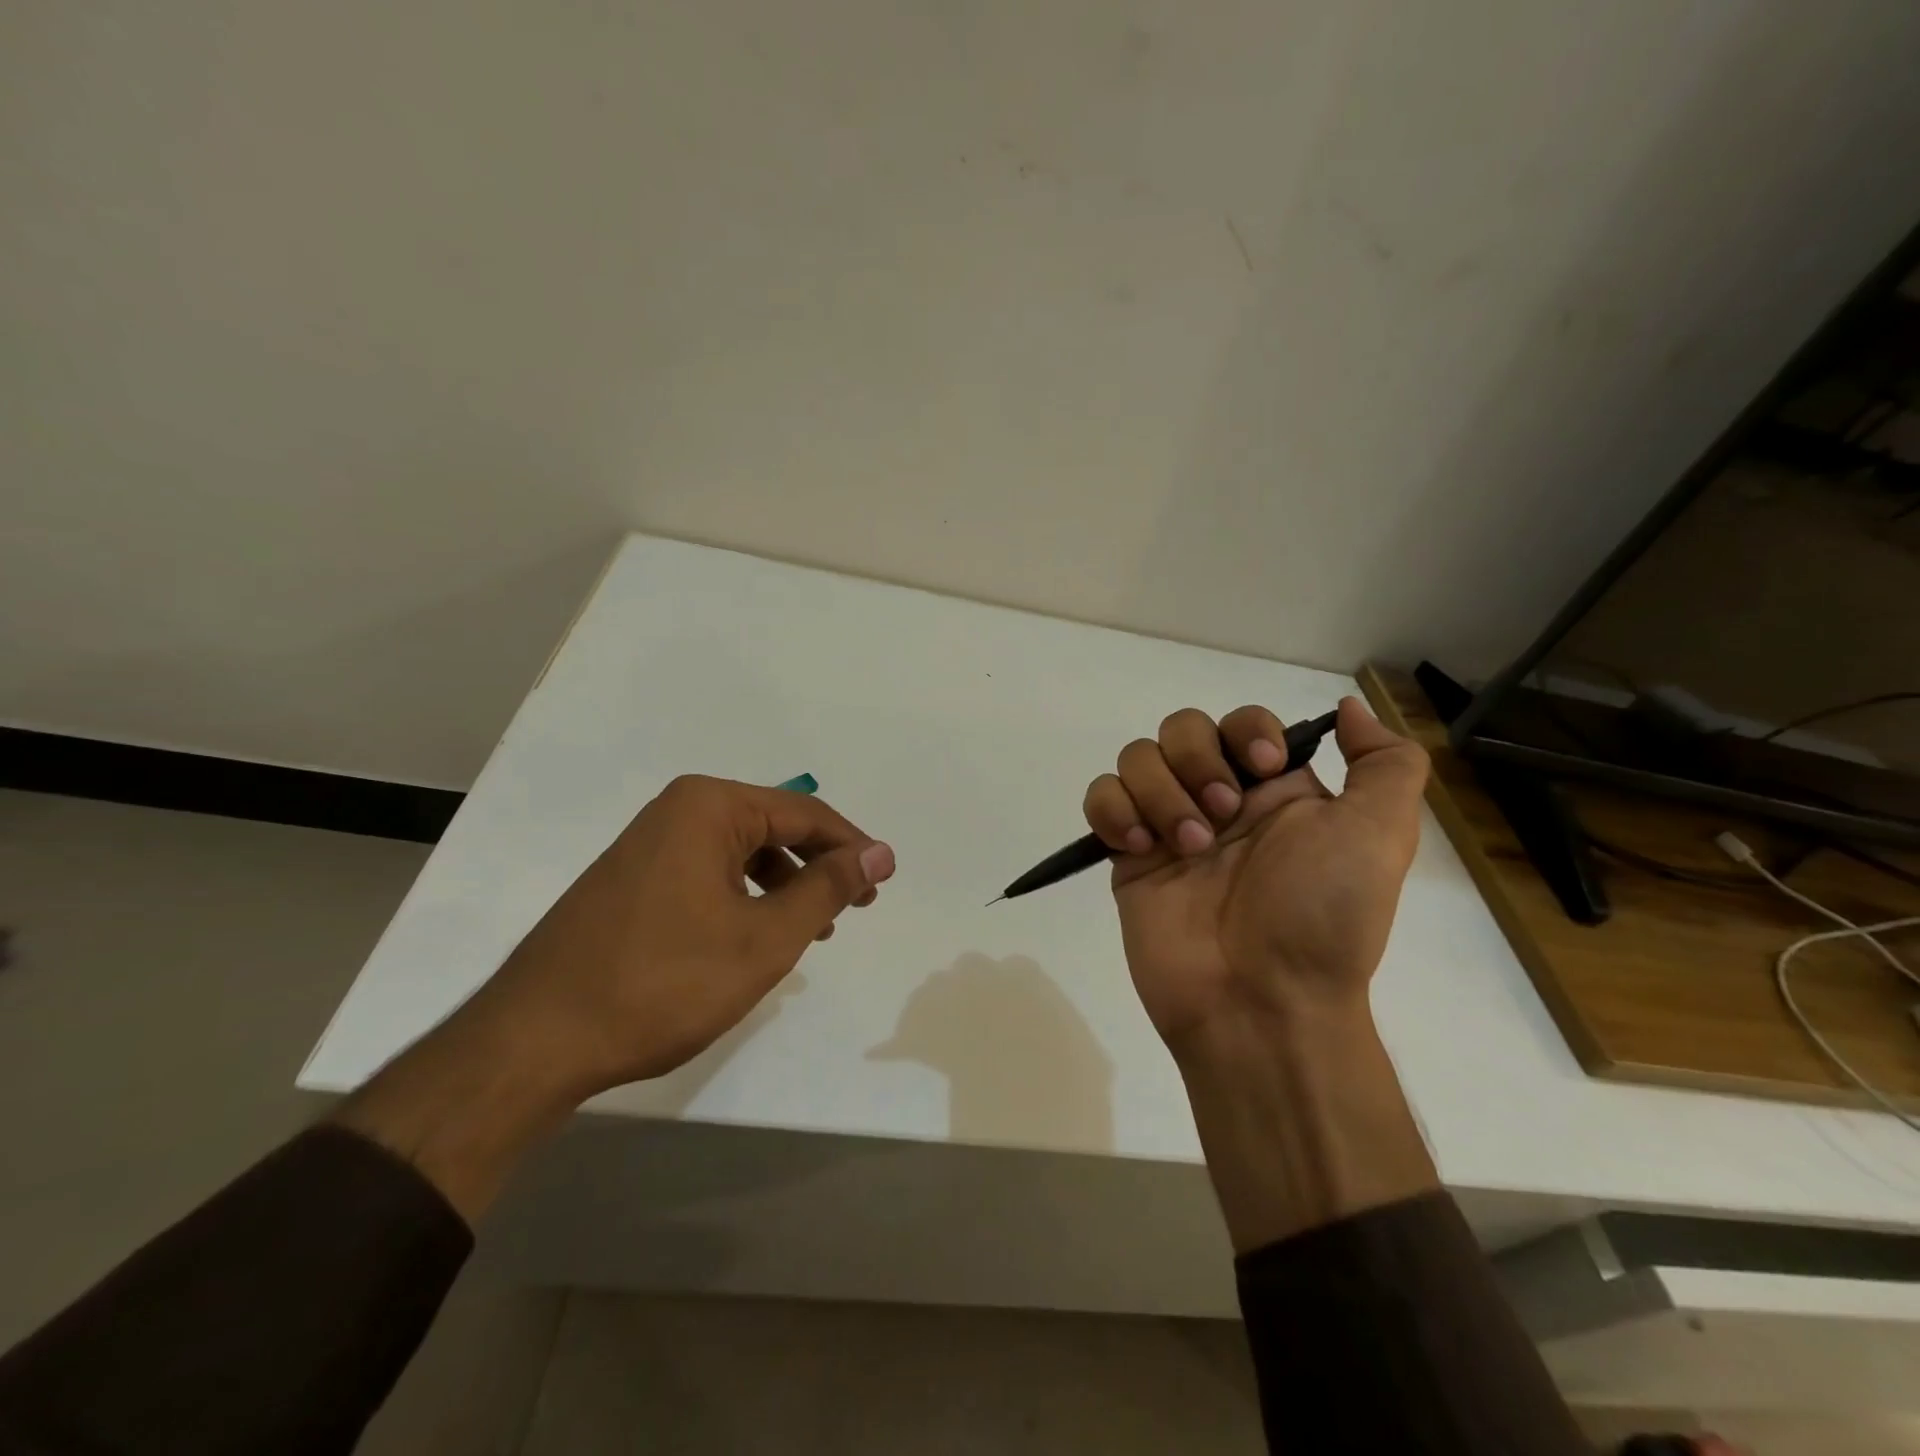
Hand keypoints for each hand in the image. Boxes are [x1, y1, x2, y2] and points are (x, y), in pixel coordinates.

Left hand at [337, 776, 893, 1220]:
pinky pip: (709, 872)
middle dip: (819, 866)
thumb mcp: (764, 938)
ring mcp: (649, 843)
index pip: (805, 813)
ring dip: (785, 883)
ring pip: (742, 852)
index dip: (852, 846)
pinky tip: (757, 933)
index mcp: (709, 806)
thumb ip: (827, 888)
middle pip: (773, 827)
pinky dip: (746, 896)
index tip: (883, 881)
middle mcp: (677, 810)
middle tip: (855, 907)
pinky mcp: (632, 878)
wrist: (536, 1040)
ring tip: (813, 927)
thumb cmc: (664, 981)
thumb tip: (880, 853)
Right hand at [1082, 696, 1427, 1060]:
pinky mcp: (1128, 856)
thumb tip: (1351, 709)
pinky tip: (1140, 849)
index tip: (1263, 769)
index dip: (1246, 730)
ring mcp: (1168, 825)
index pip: (1242, 721)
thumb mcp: (1382, 835)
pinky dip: (1114, 811)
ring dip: (1158, 791)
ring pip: (1137, 757)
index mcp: (1275, 790)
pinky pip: (1100, 798)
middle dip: (1196, 760)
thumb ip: (1386, 764)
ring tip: (1185, 847)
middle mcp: (1219, 799)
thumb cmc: (1323, 916)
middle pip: (1181, 728)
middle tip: (1221, 816)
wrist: (1263, 1003)